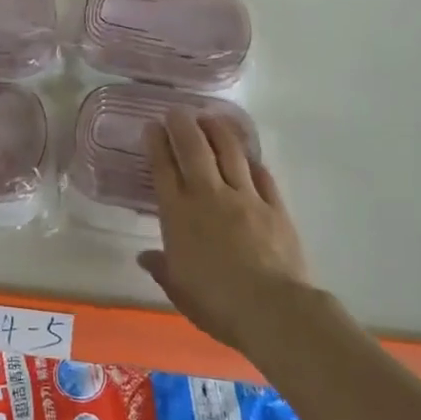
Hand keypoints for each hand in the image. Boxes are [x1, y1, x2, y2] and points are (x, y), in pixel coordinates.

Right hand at [138, 109, 315, 352]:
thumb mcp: (178, 289)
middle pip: (194, 150)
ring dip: (218, 131)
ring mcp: (244, 198)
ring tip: (211, 117)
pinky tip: (247, 155)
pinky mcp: (274, 207)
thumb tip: (146, 256)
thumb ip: (162, 267)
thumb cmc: (215, 302)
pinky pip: (261, 176)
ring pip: (229, 153)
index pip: (163, 170)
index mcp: (178, 215)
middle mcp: (208, 197)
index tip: (152, 126)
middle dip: (183, 126)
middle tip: (177, 111)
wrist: (270, 308)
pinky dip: (251, 161)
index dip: (156, 145)